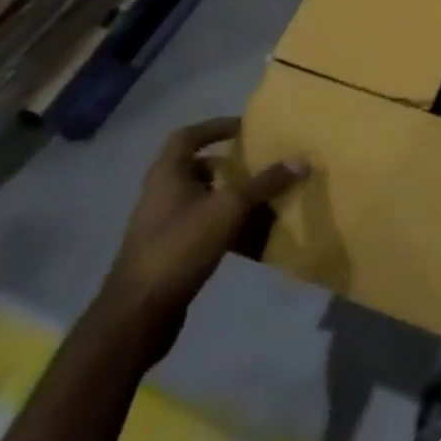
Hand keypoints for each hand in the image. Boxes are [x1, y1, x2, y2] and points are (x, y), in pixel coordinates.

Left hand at [96, 118, 307, 361]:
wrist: (139, 313)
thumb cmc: (180, 247)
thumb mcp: (228, 210)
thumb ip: (264, 184)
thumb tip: (301, 159)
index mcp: (167, 175)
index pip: (187, 136)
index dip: (215, 127)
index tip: (245, 128)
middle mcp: (161, 194)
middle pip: (197, 168)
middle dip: (229, 166)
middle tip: (260, 165)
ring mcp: (163, 225)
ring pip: (202, 199)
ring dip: (230, 196)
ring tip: (263, 198)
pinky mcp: (169, 251)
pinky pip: (203, 226)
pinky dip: (226, 224)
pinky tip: (250, 235)